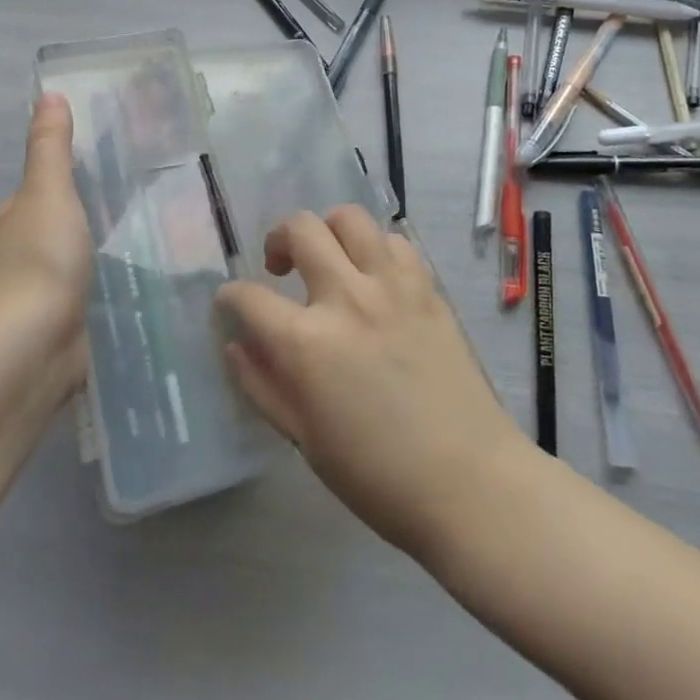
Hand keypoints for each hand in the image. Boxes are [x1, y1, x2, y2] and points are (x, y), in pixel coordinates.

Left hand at [0, 95, 94, 508]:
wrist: (35, 343)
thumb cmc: (41, 257)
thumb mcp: (49, 191)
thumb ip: (51, 147)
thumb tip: (48, 94)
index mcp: (9, 222)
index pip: (38, 195)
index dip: (65, 182)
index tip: (103, 173)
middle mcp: (15, 257)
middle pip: (52, 229)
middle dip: (82, 220)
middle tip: (132, 206)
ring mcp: (34, 297)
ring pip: (67, 265)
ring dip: (90, 256)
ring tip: (138, 242)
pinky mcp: (55, 328)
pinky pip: (81, 297)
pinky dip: (97, 288)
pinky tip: (127, 285)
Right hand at [216, 206, 524, 557]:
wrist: (468, 481)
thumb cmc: (377, 474)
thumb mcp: (304, 438)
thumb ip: (262, 385)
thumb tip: (236, 345)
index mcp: (307, 342)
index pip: (249, 297)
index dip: (230, 297)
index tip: (232, 303)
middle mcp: (347, 298)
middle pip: (300, 229)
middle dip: (277, 239)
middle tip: (279, 267)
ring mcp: (392, 286)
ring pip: (350, 219)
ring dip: (328, 230)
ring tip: (329, 258)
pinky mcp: (427, 288)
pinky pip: (394, 242)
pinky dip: (375, 249)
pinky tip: (374, 277)